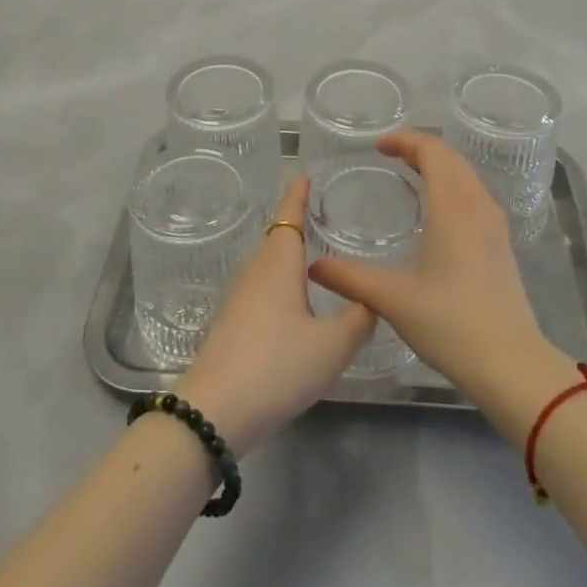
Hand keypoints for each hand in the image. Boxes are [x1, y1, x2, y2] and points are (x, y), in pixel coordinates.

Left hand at [176, 178, 374, 457]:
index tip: (307, 174)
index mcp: (279, 263)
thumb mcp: (333, 345)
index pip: (290, 215)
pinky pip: (262, 288)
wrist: (215, 412)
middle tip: (325, 213)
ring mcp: (240, 299)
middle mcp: (256, 272)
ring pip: (269, 264)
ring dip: (289, 255)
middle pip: (278, 237)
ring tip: (317, 255)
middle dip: (298, 222)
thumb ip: (359, 319)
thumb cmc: (278, 365)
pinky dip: (282, 281)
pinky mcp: (233, 324)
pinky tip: (297, 302)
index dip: (299, 194)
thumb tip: (372, 298)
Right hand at [306, 132, 558, 414]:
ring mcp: (495, 226)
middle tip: (391, 157)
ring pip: (468, 177)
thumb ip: (349, 278)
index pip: (433, 151)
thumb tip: (314, 266)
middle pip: (452, 159)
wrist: (510, 363)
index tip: (379, 147)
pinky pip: (476, 197)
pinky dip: (455, 188)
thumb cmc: (450, 322)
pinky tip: (440, 214)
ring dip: (441, 168)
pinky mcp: (502, 246)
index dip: (406, 141)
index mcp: (453, 206)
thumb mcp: (391, 298)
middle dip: (421, 150)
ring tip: (413, 177)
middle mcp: (478, 206)